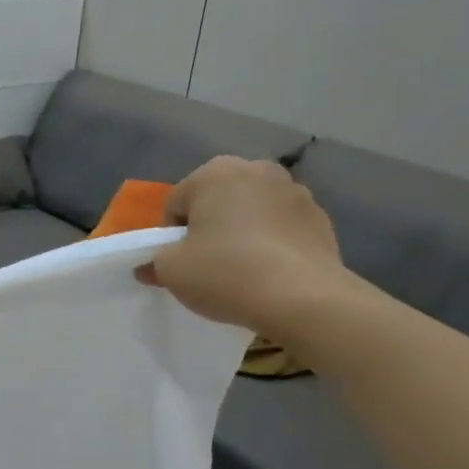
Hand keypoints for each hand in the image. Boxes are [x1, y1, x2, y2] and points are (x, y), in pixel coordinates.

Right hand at [135, 157, 347, 340]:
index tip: (180, 262)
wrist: (303, 299)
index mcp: (214, 172)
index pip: (177, 203)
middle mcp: (256, 169)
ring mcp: (295, 191)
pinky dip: (274, 243)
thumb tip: (147, 267)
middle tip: (209, 263)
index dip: (172, 235)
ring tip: (244, 270)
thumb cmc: (226, 273)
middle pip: (217, 201)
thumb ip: (153, 263)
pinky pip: (283, 228)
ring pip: (253, 212)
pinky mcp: (321, 218)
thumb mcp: (171, 272)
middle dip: (210, 226)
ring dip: (244, 231)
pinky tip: (272, 273)